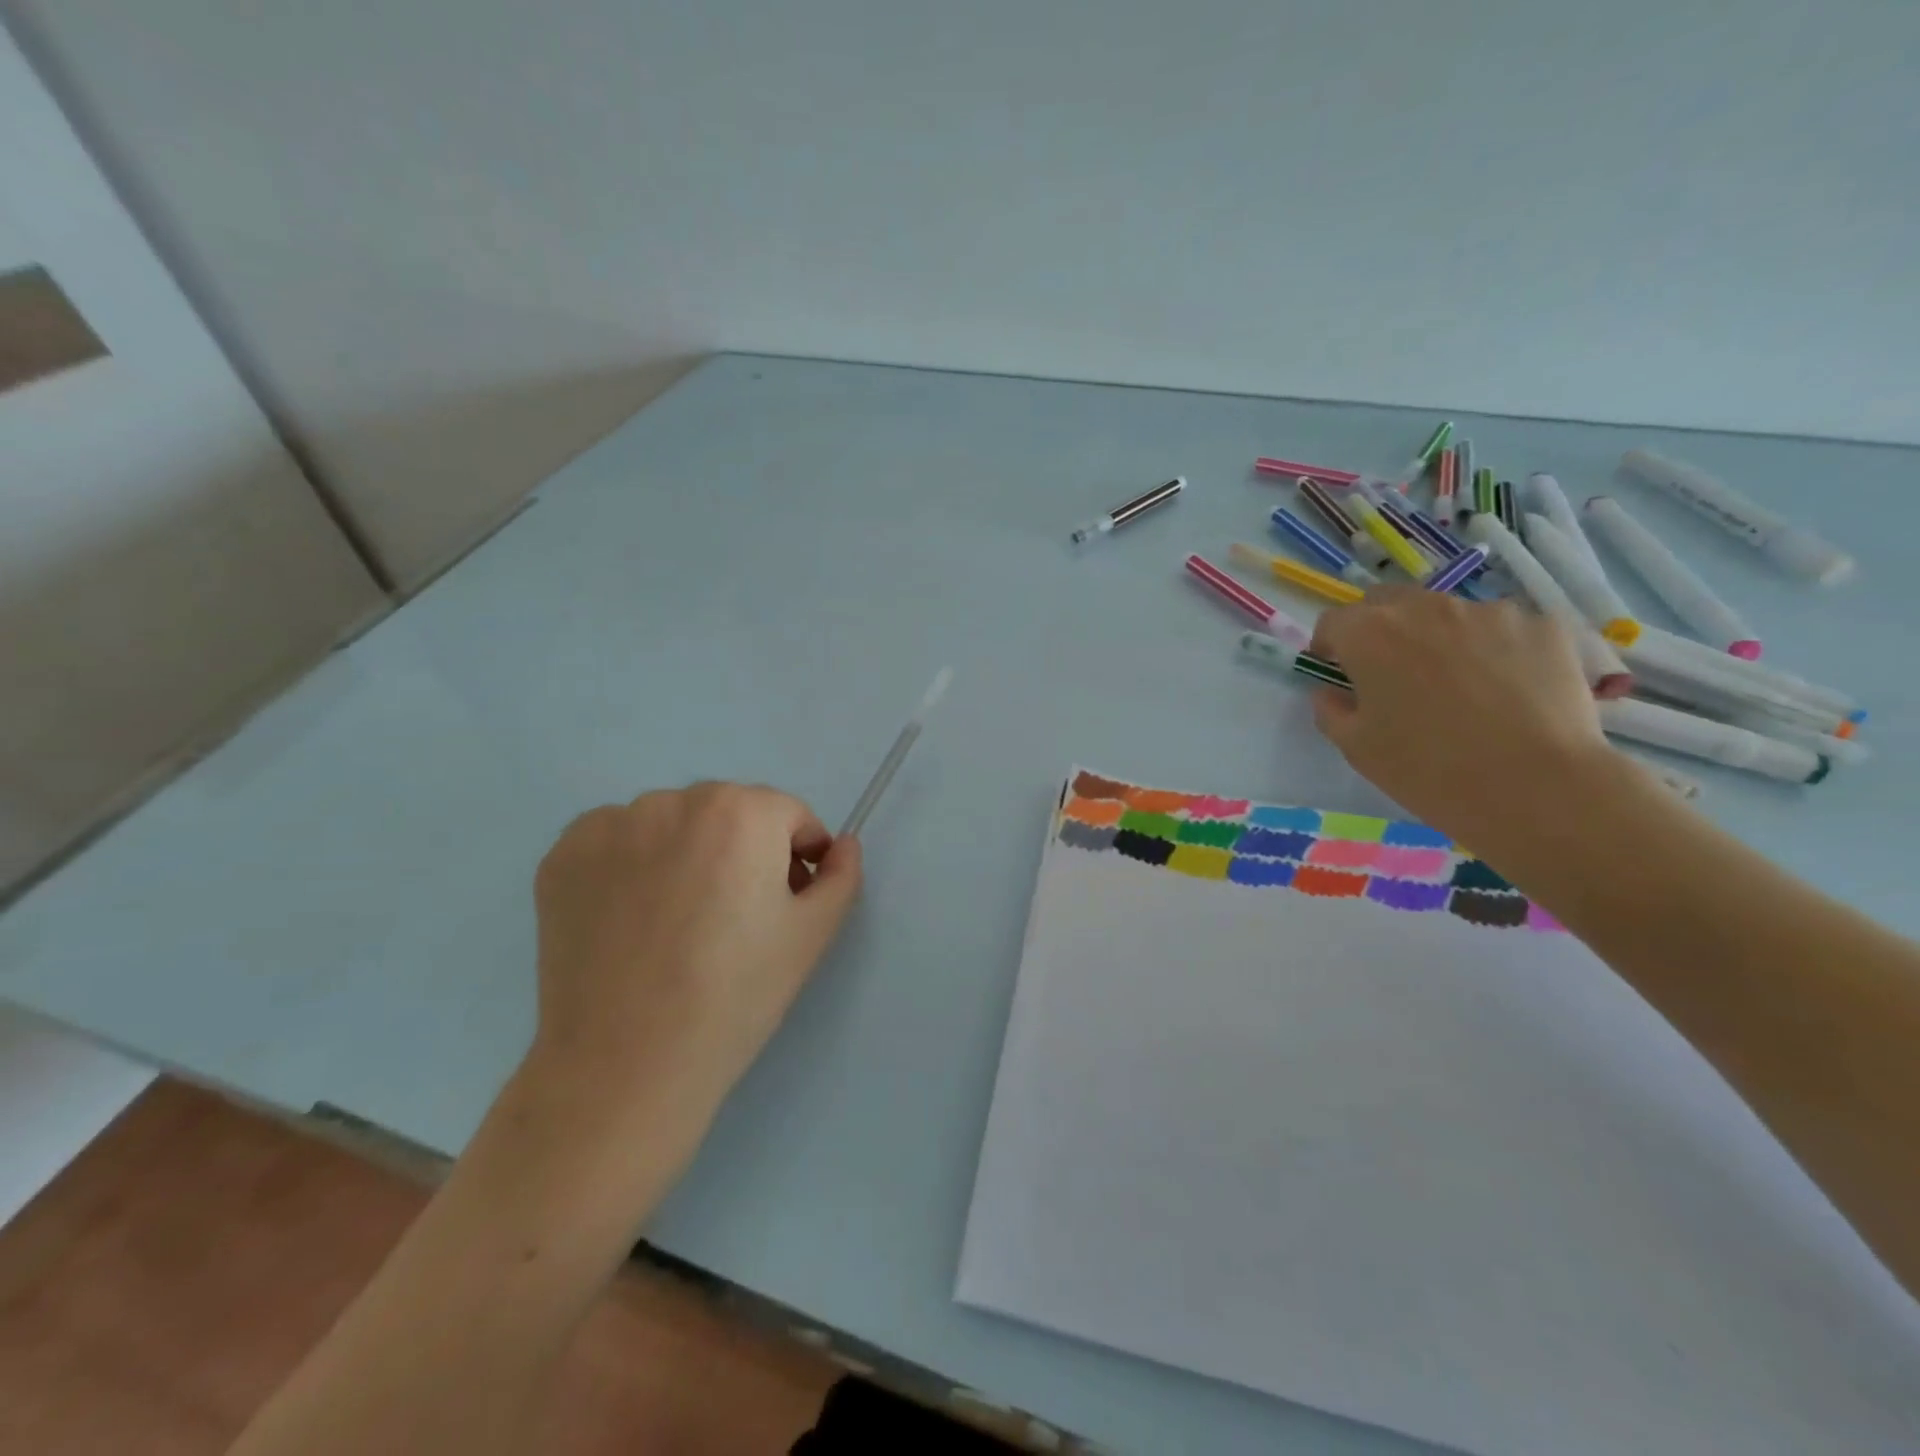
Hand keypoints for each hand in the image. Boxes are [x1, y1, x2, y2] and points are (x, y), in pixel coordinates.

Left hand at [525, 782, 862, 1145]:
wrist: (626, 1065)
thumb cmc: (735, 996)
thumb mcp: (812, 935)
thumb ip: (842, 875)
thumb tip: (842, 845)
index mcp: (741, 811)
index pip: (788, 816)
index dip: (797, 859)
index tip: (787, 905)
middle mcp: (674, 799)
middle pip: (730, 813)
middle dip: (744, 851)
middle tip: (735, 919)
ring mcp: (610, 824)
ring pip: (673, 824)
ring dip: (687, 853)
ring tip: (678, 923)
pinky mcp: (563, 855)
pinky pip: (618, 842)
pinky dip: (632, 865)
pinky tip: (632, 919)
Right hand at [1309, 586, 1610, 840]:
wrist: (1536, 787)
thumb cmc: (1427, 769)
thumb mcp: (1356, 747)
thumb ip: (1330, 709)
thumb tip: (1332, 691)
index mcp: (1370, 634)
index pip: (1333, 621)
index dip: (1329, 646)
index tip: (1336, 673)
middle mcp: (1426, 608)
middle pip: (1388, 602)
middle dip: (1378, 629)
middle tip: (1389, 673)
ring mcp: (1489, 612)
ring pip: (1447, 614)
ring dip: (1436, 637)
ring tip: (1456, 684)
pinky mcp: (1541, 626)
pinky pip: (1502, 629)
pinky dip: (1492, 650)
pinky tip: (1504, 690)